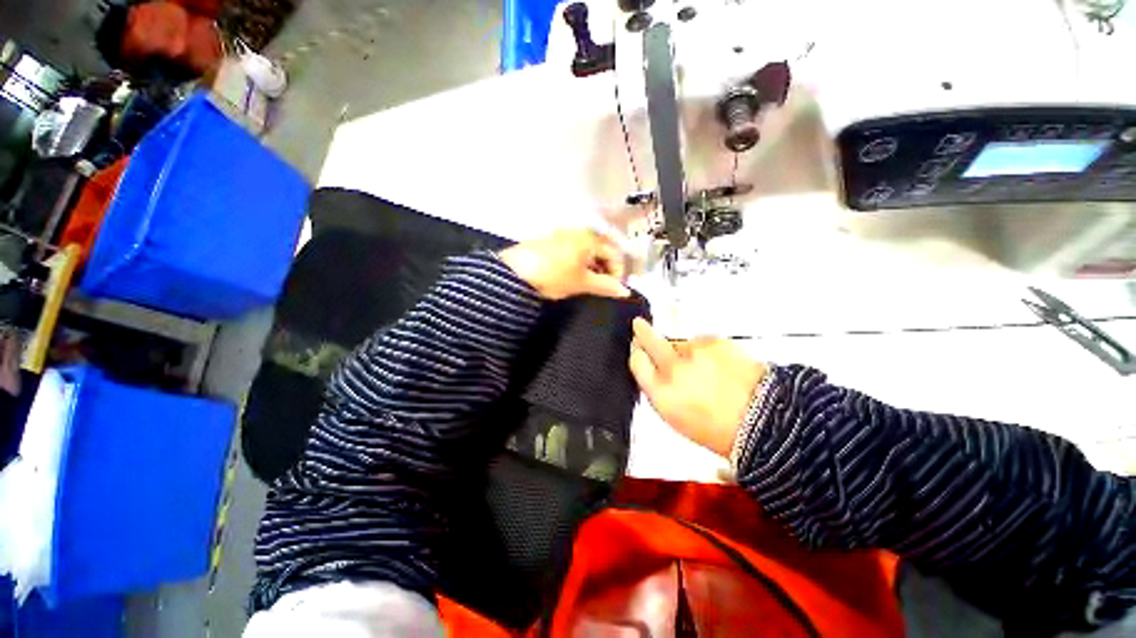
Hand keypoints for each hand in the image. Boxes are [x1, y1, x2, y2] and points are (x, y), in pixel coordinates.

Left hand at [499, 229, 630, 299]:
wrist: (515, 273)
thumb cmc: (551, 275)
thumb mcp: (581, 283)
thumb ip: (605, 286)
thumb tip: (623, 291)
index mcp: (589, 238)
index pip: (614, 253)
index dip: (618, 272)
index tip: (614, 288)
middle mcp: (577, 232)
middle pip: (601, 250)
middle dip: (605, 269)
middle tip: (602, 287)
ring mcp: (562, 235)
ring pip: (586, 251)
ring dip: (592, 267)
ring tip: (587, 284)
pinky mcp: (550, 242)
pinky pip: (572, 251)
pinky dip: (578, 264)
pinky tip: (572, 277)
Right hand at [628, 318, 767, 456]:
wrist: (765, 421)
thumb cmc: (717, 429)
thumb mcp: (675, 417)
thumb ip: (658, 390)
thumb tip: (650, 369)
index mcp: (660, 393)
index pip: (637, 361)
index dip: (637, 353)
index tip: (638, 348)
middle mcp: (673, 368)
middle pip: (648, 339)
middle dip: (642, 331)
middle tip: (639, 325)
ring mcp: (694, 351)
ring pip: (679, 342)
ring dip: (684, 350)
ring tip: (706, 369)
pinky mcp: (714, 341)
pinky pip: (702, 342)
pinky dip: (706, 350)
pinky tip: (720, 365)